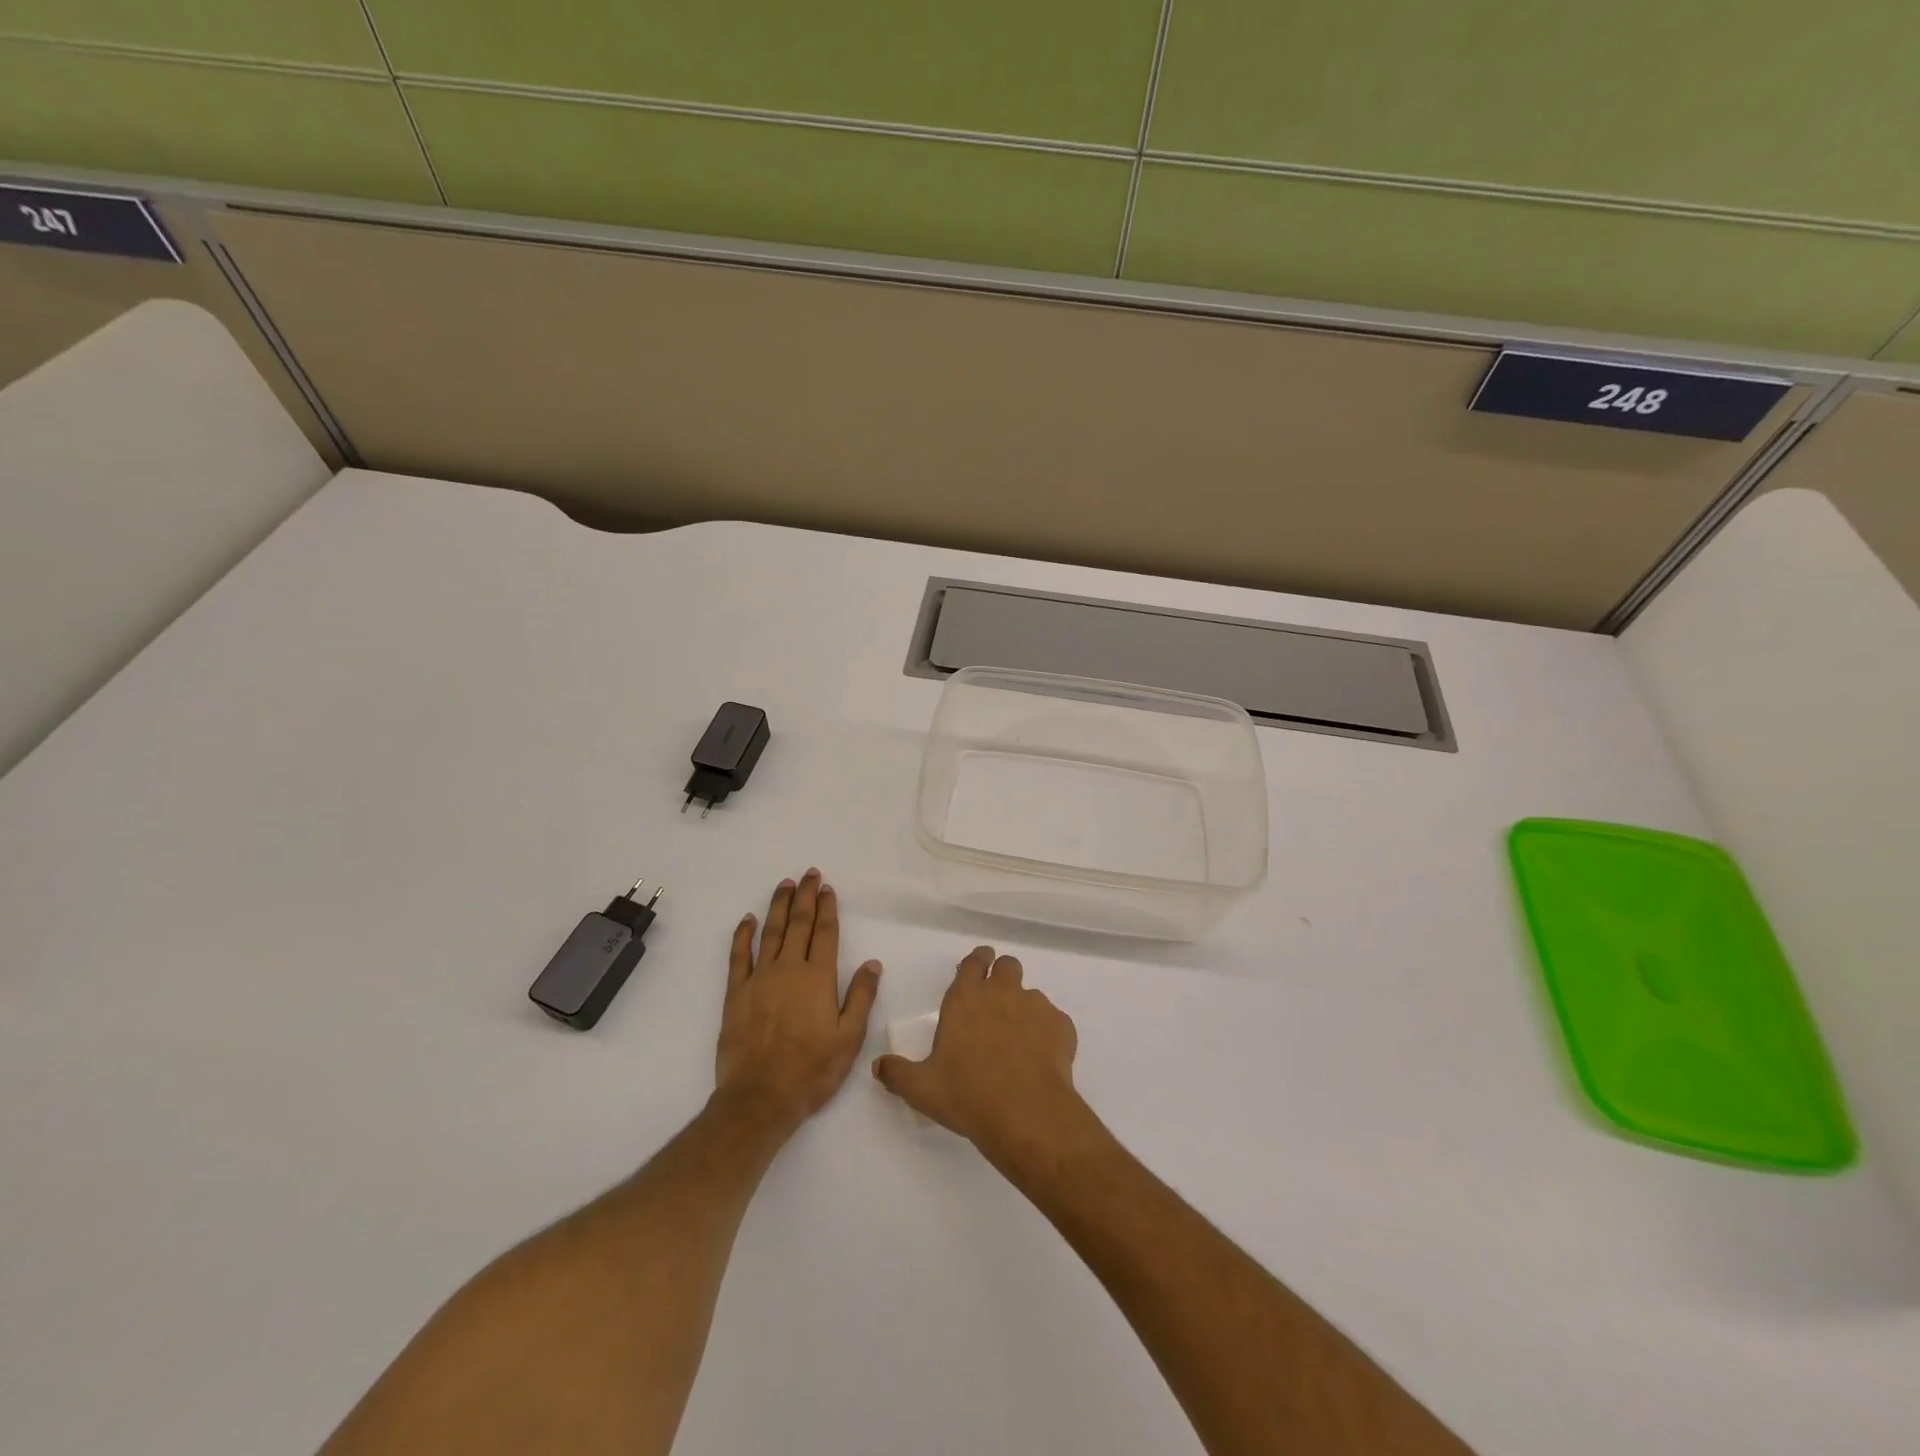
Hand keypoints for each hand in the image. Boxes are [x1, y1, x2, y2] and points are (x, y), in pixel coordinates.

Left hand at [715, 869, 880, 1132]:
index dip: (827, 908)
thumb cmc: (812, 1070)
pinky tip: (748, 920)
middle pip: (798, 924)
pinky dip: (743, 935)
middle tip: (809, 874)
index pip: (825, 933)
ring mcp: (760, 978)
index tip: (828, 888)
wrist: (760, 1097)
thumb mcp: (849, 1038)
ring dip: (778, 906)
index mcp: (818, 978)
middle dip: (805, 897)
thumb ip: (861, 997)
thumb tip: (873, 963)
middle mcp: (789, 969)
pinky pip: (738, 956)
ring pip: (770, 932)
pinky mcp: (736, 993)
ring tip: (784, 885)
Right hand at [871, 946, 1084, 1164]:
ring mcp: (1035, 1006)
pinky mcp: (1061, 1026)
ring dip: (1023, 1008)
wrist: (1026, 1114)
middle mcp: (1001, 992)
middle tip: (996, 1003)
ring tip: (1018, 1040)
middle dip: (1002, 976)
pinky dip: (1047, 1032)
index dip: (976, 962)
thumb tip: (878, 1066)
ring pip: (1031, 993)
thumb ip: (897, 1073)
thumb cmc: (967, 1095)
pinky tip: (1040, 1059)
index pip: (973, 961)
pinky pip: (1054, 1020)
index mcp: (965, 998)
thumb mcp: (921, 1089)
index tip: (976, 969)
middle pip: (1007, 966)